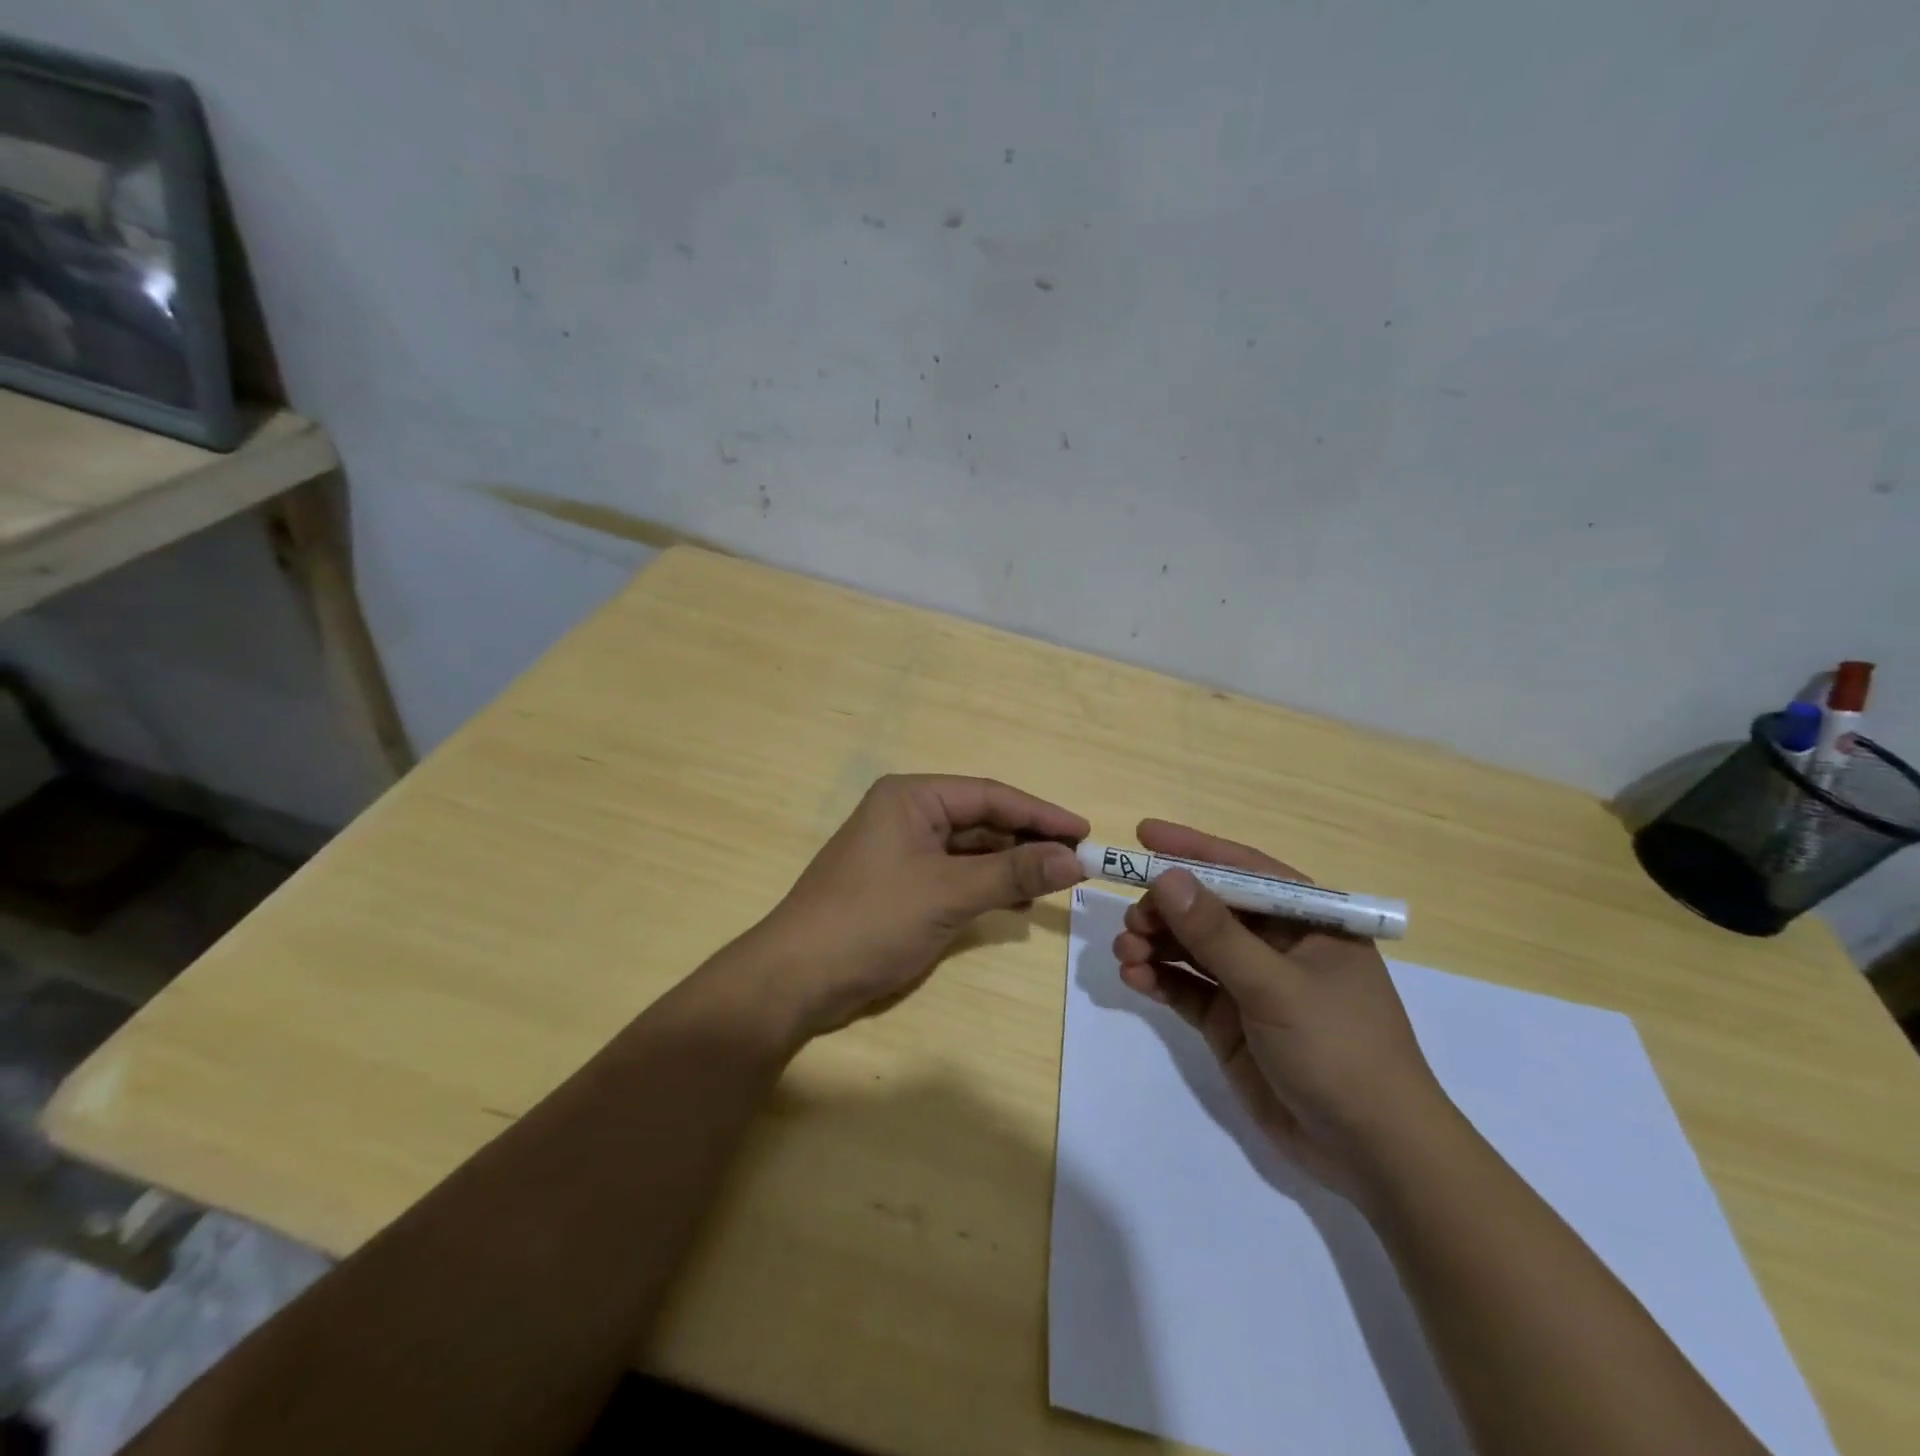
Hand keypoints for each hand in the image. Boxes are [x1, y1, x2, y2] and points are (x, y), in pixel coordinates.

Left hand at [740, 775, 1087, 1039]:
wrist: (797, 977)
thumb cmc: (873, 920)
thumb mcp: (949, 893)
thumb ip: (1013, 872)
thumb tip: (1075, 860)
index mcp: (912, 798)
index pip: (990, 796)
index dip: (1040, 814)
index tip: (1084, 833)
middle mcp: (907, 815)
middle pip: (981, 820)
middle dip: (1027, 840)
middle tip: (1075, 863)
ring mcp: (901, 851)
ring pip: (969, 849)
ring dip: (1009, 865)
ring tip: (1053, 883)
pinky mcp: (899, 884)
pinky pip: (954, 874)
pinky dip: (985, 885)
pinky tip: (1015, 902)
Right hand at [1112, 819, 1450, 1203]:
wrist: (1372, 1154)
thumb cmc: (1340, 1050)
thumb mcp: (1276, 986)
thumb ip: (1217, 934)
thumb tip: (1166, 877)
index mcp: (1307, 921)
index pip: (1244, 869)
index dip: (1193, 849)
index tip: (1143, 834)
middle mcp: (1277, 944)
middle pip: (1208, 908)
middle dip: (1165, 908)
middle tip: (1132, 921)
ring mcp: (1251, 984)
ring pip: (1190, 947)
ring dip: (1155, 943)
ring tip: (1125, 952)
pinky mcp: (1229, 1022)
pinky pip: (1185, 987)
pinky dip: (1158, 978)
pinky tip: (1134, 978)